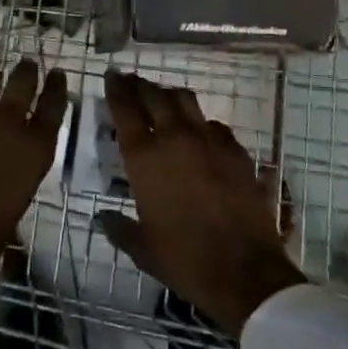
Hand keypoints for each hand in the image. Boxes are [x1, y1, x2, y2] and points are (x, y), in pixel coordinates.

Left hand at [0, 57, 67, 297]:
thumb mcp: (12, 214)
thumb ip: (16, 187)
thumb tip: (11, 189)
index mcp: (34, 152)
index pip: (55, 108)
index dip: (58, 88)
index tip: (58, 75)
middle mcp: (10, 126)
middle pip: (24, 82)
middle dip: (27, 71)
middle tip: (27, 66)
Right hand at [95, 70, 307, 335]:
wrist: (245, 272)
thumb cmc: (185, 260)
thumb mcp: (142, 248)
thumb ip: (119, 227)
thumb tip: (102, 218)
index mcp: (145, 158)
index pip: (125, 109)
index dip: (116, 89)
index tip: (111, 76)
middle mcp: (175, 138)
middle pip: (154, 95)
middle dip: (140, 85)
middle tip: (132, 82)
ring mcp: (209, 140)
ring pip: (185, 100)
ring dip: (170, 95)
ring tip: (163, 99)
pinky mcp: (236, 150)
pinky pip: (214, 124)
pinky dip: (201, 123)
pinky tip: (200, 133)